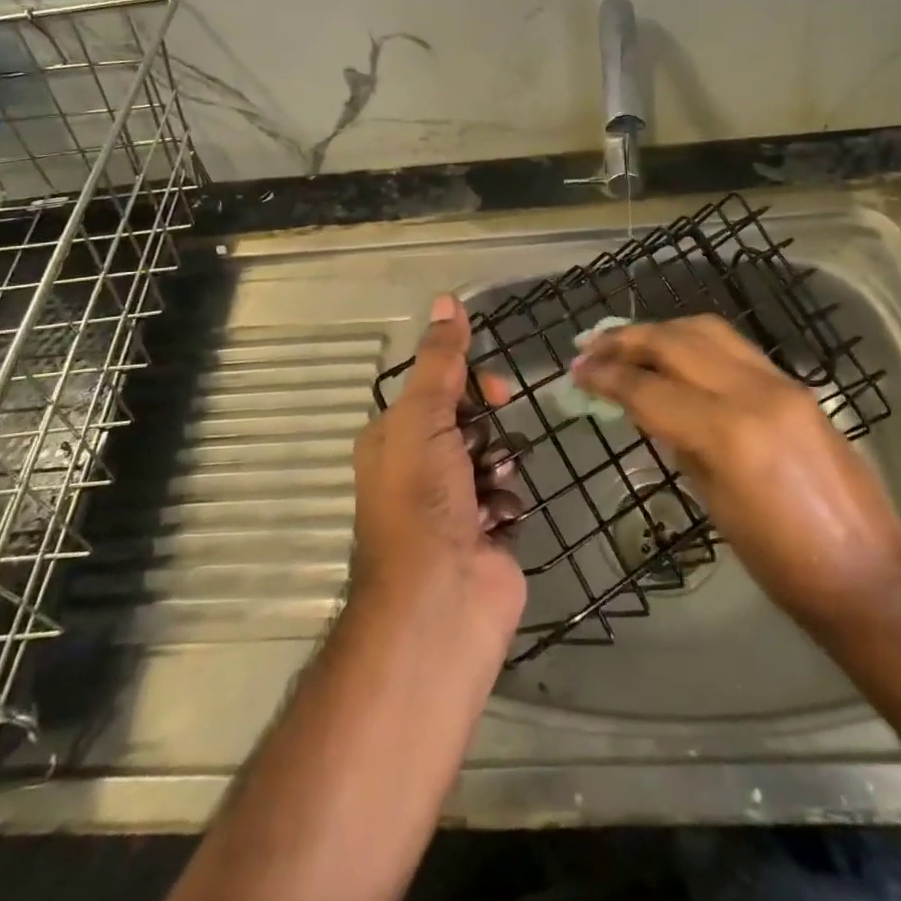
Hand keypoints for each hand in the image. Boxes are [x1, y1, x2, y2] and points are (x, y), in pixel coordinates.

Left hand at [350, 294, 526, 642]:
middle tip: (489, 441)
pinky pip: (507, 497)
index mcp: (393, 439)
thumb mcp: (424, 416)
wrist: (440, 601)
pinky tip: (498, 521)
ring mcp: (453, 505)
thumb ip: (441, 359)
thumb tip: (446, 298)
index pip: (436, 389)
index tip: (491, 391)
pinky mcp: (485, 535)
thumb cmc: (422, 498)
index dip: (466, 383)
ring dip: (498, 465)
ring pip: (492, 458)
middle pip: (467, 422)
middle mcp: (418, 469)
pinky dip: (507, 503)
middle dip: (484, 427)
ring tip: (491, 487)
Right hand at [572, 315, 900, 630]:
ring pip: (708, 331)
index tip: (576, 373)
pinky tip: (675, 355)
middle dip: (626, 340)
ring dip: (661, 331)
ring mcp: (781, 383)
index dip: (607, 378)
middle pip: (676, 343)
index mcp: (728, 434)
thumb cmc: (781, 563)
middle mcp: (755, 393)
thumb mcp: (715, 505)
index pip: (650, 389)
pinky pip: (735, 348)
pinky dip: (695, 343)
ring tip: (626, 341)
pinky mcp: (796, 386)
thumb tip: (648, 410)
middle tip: (590, 347)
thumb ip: (679, 444)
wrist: (867, 574)